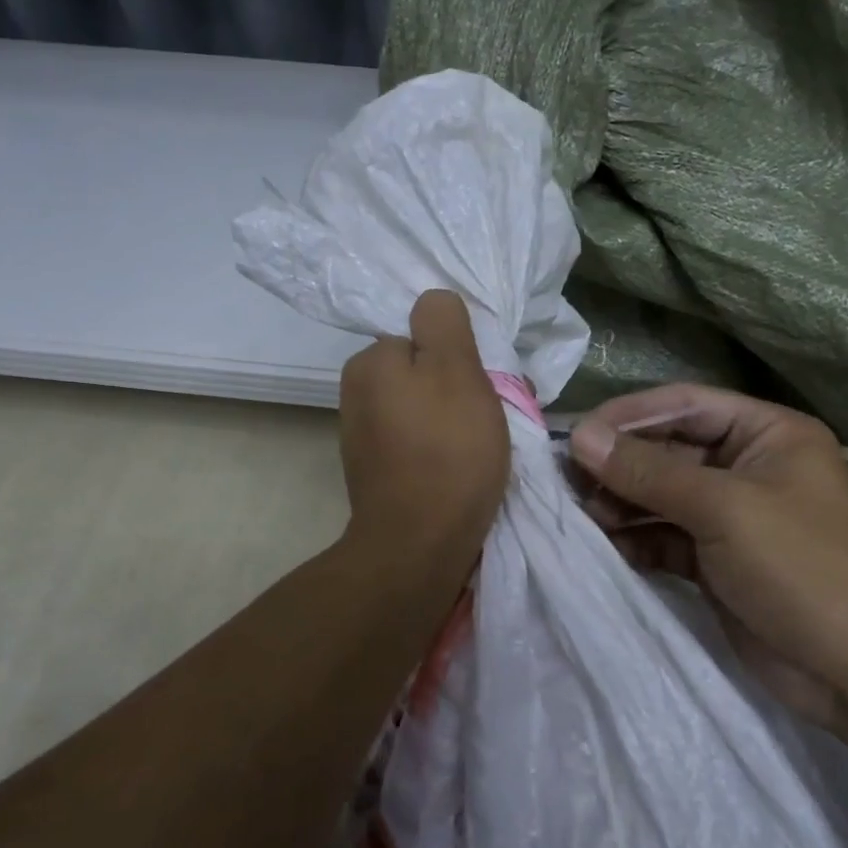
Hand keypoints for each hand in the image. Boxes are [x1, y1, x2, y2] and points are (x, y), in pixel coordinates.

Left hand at [337, 290, 509, 583]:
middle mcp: (356, 394)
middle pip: (423, 374)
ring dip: (453, 421)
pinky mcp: (376, 473)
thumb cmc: (446, 452)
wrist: (419, 547)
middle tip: (490, 420)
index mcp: (370, 363)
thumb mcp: (455, 369)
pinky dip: (439, 450)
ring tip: (481, 449)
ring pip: (423, 409)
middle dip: (459, 390)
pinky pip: (416, 443)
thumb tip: (431, 300)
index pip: (424, 338)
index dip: (460, 358)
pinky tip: (460, 472)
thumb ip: (443, 323)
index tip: (484, 386)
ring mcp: (363, 437)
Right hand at [570, 384, 847, 727]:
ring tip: (584, 515)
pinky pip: (666, 535)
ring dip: (623, 502)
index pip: (686, 405)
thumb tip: (580, 435)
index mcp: (768, 434)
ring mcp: (733, 516)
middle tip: (569, 480)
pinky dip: (637, 538)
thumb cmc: (802, 567)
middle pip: (669, 450)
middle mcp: (750, 466)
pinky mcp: (718, 561)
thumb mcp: (724, 508)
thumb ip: (647, 471)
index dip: (630, 415)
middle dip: (621, 464)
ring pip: (663, 495)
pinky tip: (607, 544)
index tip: (578, 433)